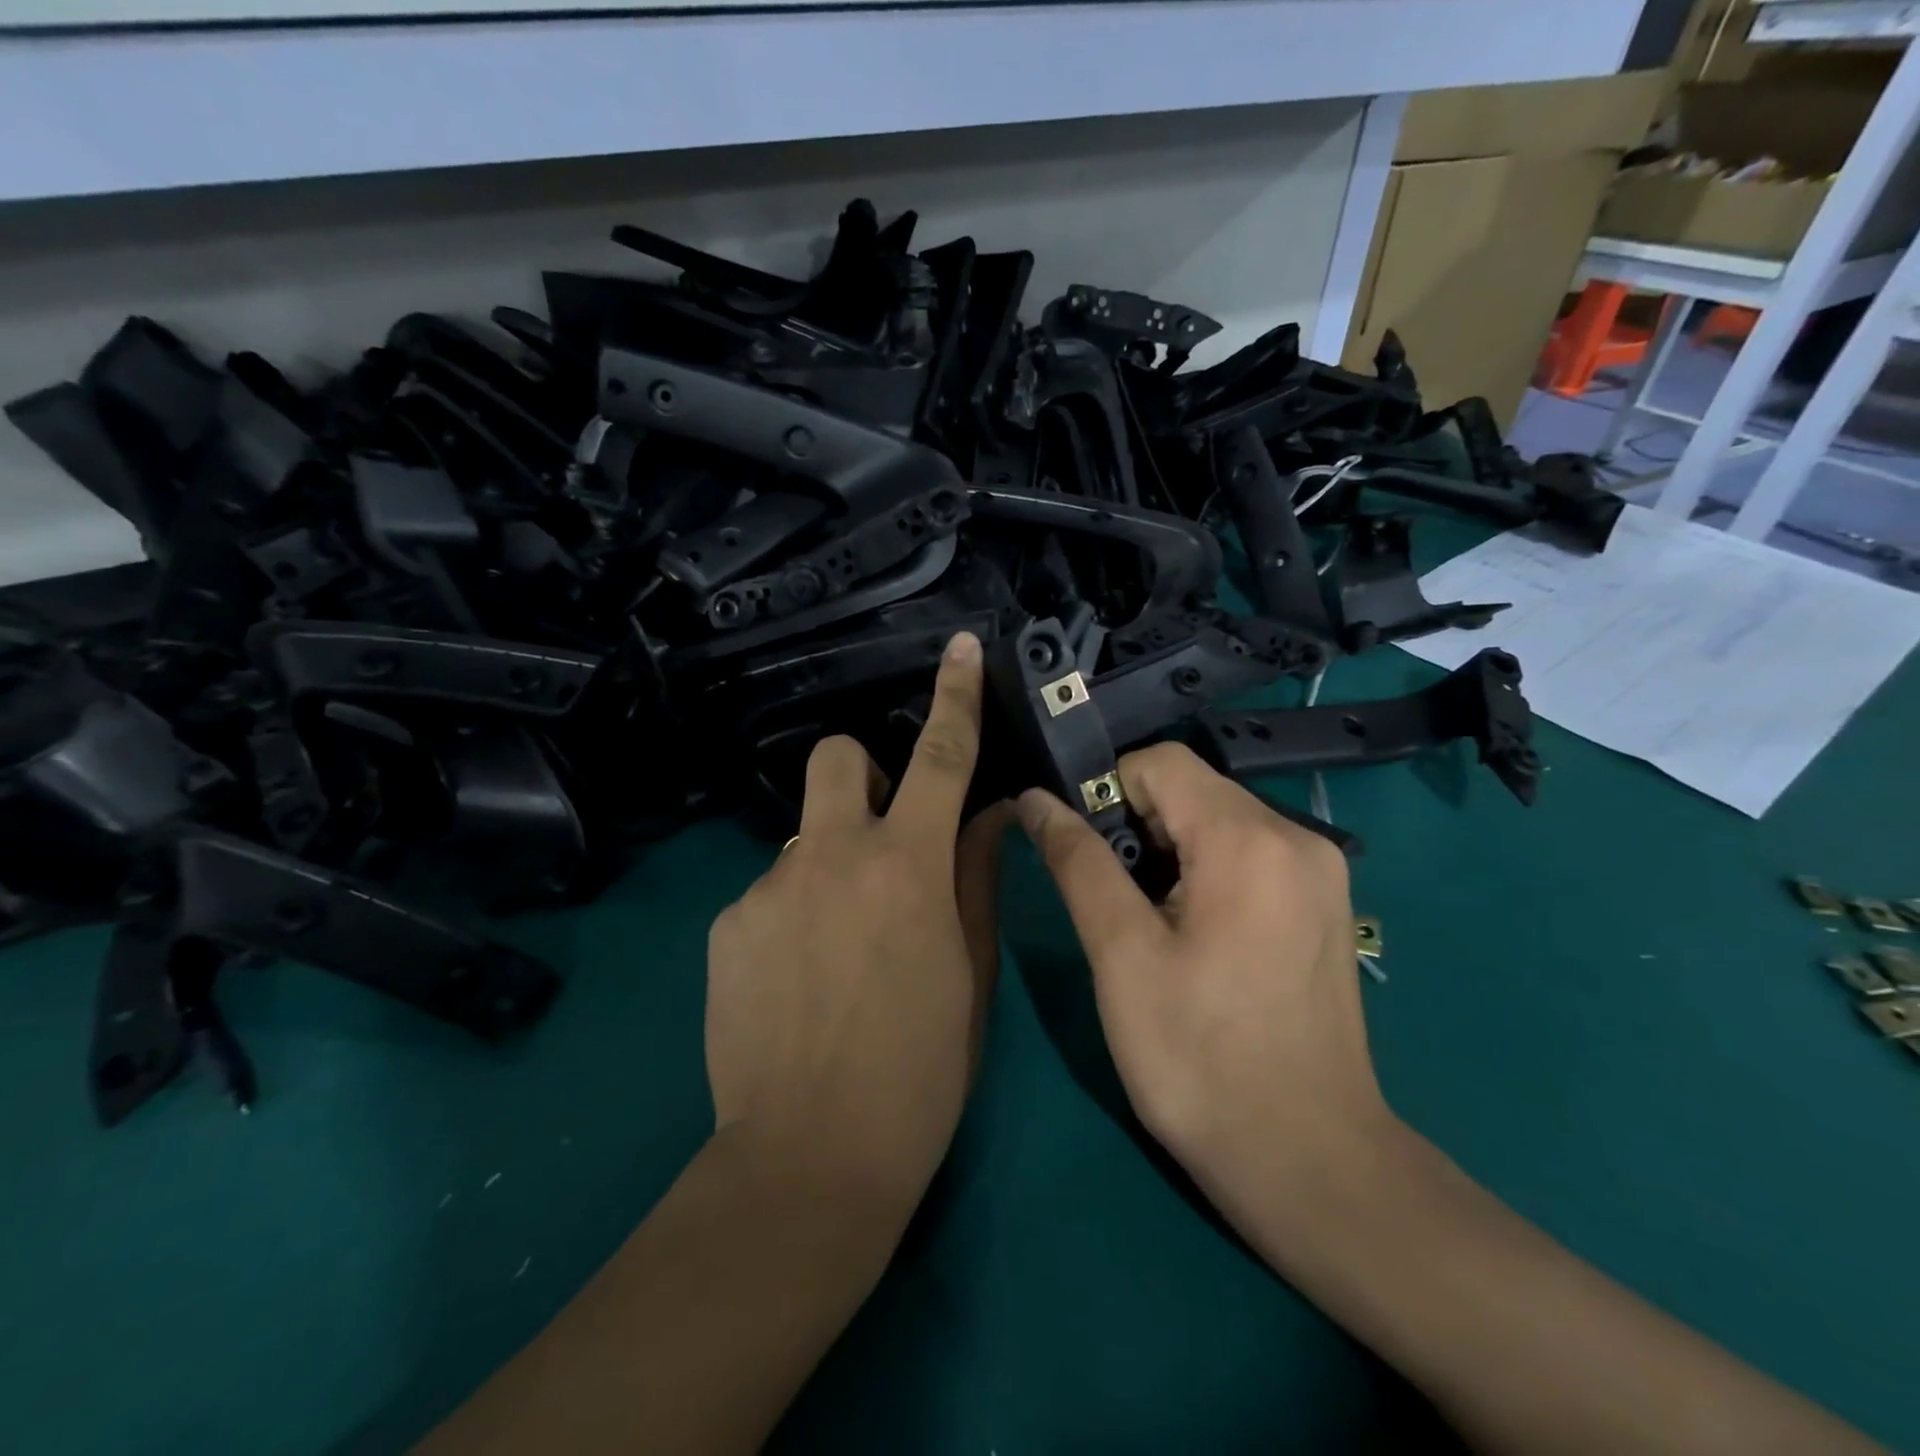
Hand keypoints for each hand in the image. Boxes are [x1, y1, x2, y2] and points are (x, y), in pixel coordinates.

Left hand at [705, 631, 1006, 1210]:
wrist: (809, 1160)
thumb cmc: (920, 1071)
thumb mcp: (970, 973)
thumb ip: (977, 878)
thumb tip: (989, 814)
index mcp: (908, 867)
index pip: (942, 758)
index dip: (956, 697)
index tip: (961, 648)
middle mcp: (833, 855)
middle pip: (838, 757)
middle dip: (865, 774)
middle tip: (883, 835)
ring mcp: (770, 885)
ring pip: (804, 834)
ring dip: (829, 860)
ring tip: (838, 942)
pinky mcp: (726, 923)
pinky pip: (771, 889)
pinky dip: (792, 911)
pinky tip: (797, 979)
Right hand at [1016, 742, 1391, 1197]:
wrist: (1310, 1163)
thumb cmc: (1199, 1060)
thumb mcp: (1121, 955)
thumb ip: (1077, 862)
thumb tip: (1034, 800)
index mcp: (1248, 839)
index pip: (1159, 762)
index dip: (1106, 792)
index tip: (1085, 853)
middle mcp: (1297, 836)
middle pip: (1191, 789)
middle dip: (1136, 826)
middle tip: (1112, 901)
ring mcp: (1320, 871)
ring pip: (1217, 820)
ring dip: (1167, 851)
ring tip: (1148, 924)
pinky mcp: (1325, 904)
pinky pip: (1248, 853)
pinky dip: (1204, 871)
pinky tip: (1193, 935)